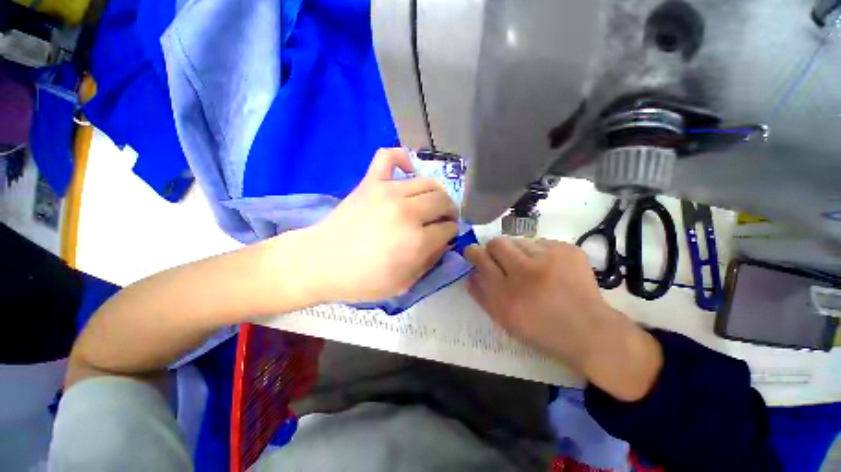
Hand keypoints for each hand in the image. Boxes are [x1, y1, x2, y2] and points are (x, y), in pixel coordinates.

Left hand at [303, 148, 458, 302]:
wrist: (320, 262)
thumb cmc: (362, 280)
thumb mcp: (404, 284)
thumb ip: (430, 261)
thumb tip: (445, 242)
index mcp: (417, 241)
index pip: (449, 228)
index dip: (450, 233)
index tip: (445, 237)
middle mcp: (408, 212)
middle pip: (443, 201)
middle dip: (449, 212)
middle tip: (442, 220)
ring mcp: (388, 192)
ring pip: (428, 182)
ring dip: (435, 194)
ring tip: (429, 203)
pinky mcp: (371, 182)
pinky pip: (390, 156)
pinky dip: (402, 158)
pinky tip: (407, 171)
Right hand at [465, 238, 661, 400]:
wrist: (590, 331)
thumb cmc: (541, 330)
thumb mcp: (504, 320)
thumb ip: (482, 296)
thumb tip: (469, 274)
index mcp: (507, 294)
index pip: (481, 258)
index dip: (473, 252)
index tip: (473, 253)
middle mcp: (526, 272)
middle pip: (497, 243)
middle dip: (493, 249)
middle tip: (500, 259)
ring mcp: (550, 258)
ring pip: (518, 240)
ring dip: (516, 251)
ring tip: (528, 267)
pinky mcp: (568, 250)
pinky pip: (540, 242)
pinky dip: (537, 253)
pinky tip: (547, 268)